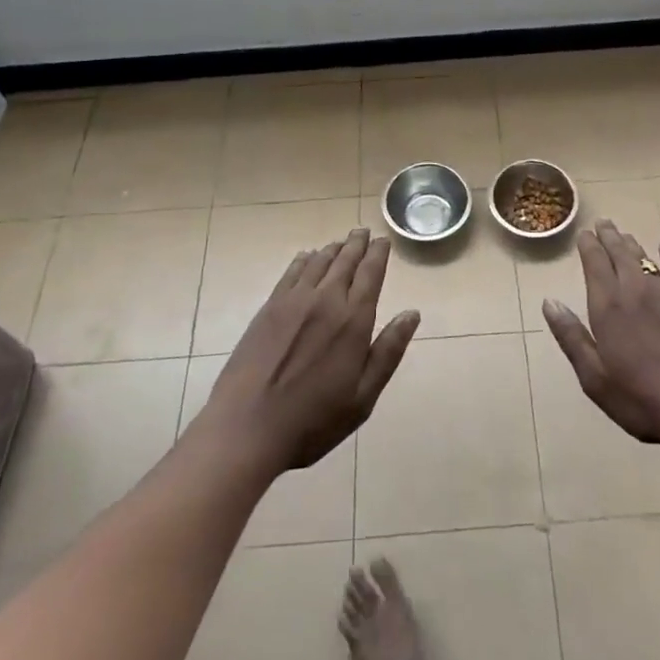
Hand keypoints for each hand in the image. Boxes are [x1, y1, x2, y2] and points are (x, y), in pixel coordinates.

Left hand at [197, 227, 419, 473]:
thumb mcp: (362, 397)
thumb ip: (388, 352)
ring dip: (333, 249)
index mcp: (353, 321)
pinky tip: (307, 257)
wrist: (247, 427)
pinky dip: (304, 260)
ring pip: (319, 263)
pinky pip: (291, 273)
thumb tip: (412, 314)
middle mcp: (326, 300)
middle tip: (363, 232)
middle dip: (357, 244)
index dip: (378, 254)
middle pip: (345, 261)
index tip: (384, 241)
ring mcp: (293, 301)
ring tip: (341, 242)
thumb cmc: (313, 420)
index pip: (370, 274)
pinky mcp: (269, 308)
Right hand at [542, 220, 659, 452]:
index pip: (594, 263)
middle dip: (608, 236)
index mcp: (608, 306)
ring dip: (631, 243)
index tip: (583, 234)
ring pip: (644, 257)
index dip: (588, 246)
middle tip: (601, 223)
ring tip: (622, 233)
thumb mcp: (594, 377)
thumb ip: (571, 337)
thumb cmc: (641, 399)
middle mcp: (634, 290)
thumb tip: (549, 302)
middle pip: (619, 253)